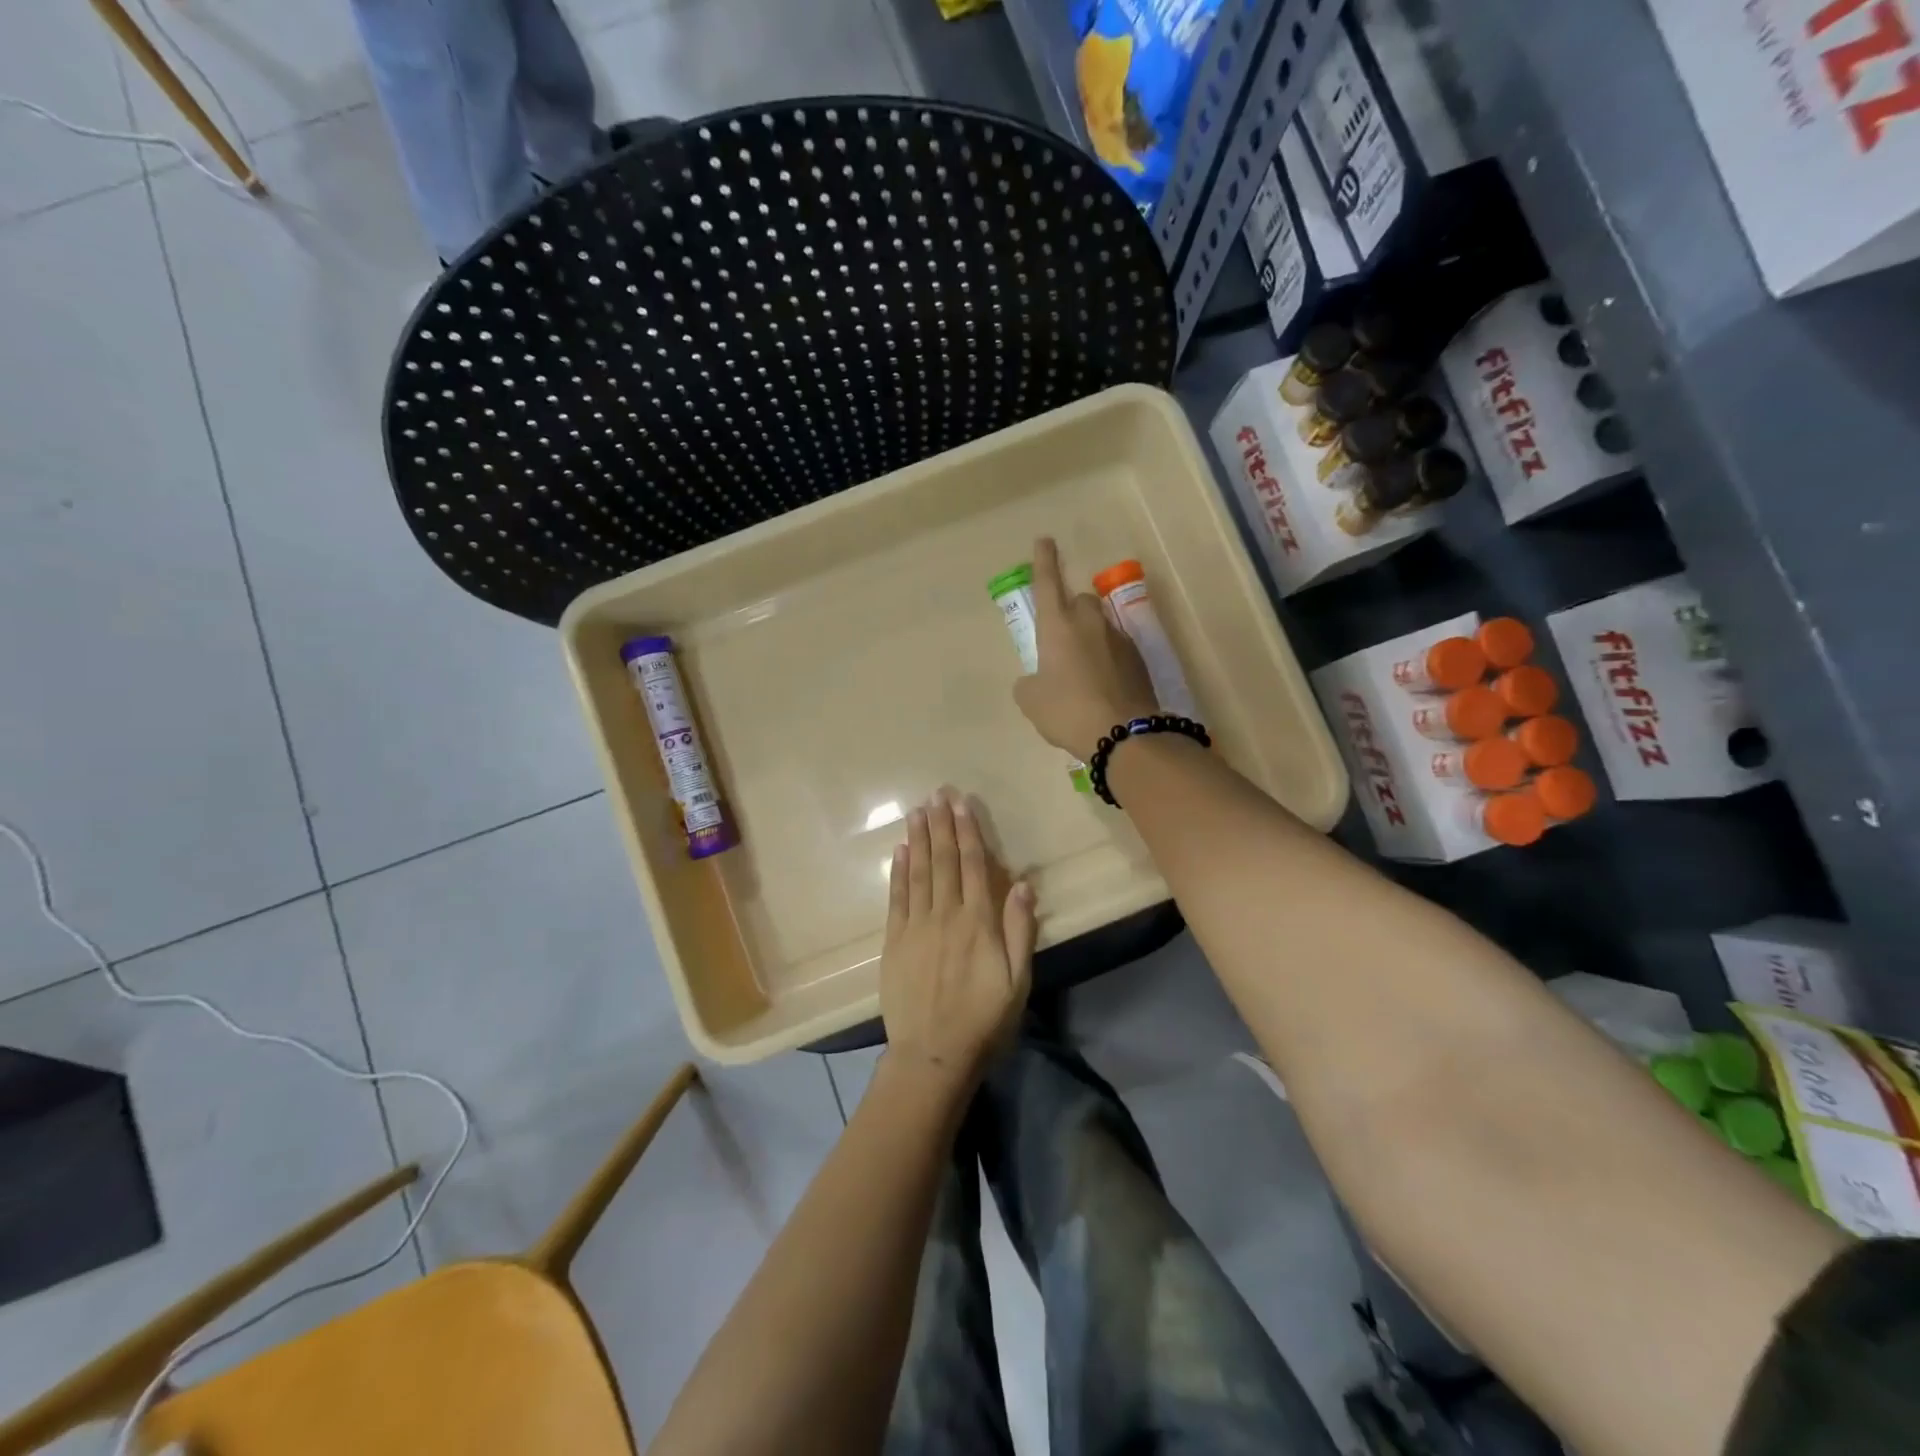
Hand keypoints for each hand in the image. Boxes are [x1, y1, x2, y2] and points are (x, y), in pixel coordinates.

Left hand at [880, 788, 1035, 1086]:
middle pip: (944, 861)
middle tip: (937, 793)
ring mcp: (916, 927)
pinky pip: (896, 898)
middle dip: (941, 825)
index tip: (962, 804)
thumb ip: (1020, 931)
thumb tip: (1022, 884)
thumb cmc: (983, 1020)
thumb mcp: (1018, 981)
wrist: (932, 1054)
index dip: (969, 832)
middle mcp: (945, 915)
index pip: (973, 866)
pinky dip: (898, 871)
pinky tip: (900, 850)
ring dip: (918, 839)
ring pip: (918, 872)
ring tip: (917, 811)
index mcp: (978, 922)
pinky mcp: (894, 941)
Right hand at [1012, 537, 1158, 759]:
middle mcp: (1089, 623)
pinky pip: (1117, 650)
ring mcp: (1119, 639)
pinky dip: (1108, 659)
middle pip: (1080, 602)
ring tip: (1083, 671)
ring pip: (1101, 626)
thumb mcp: (1031, 701)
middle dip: (1072, 611)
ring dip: (1091, 638)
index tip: (1044, 540)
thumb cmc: (1067, 711)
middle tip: (1063, 640)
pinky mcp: (1139, 659)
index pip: (1047, 582)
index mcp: (1057, 626)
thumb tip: (1035, 680)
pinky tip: (1103, 686)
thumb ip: (1029, 683)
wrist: (1123, 734)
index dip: (1044, 560)